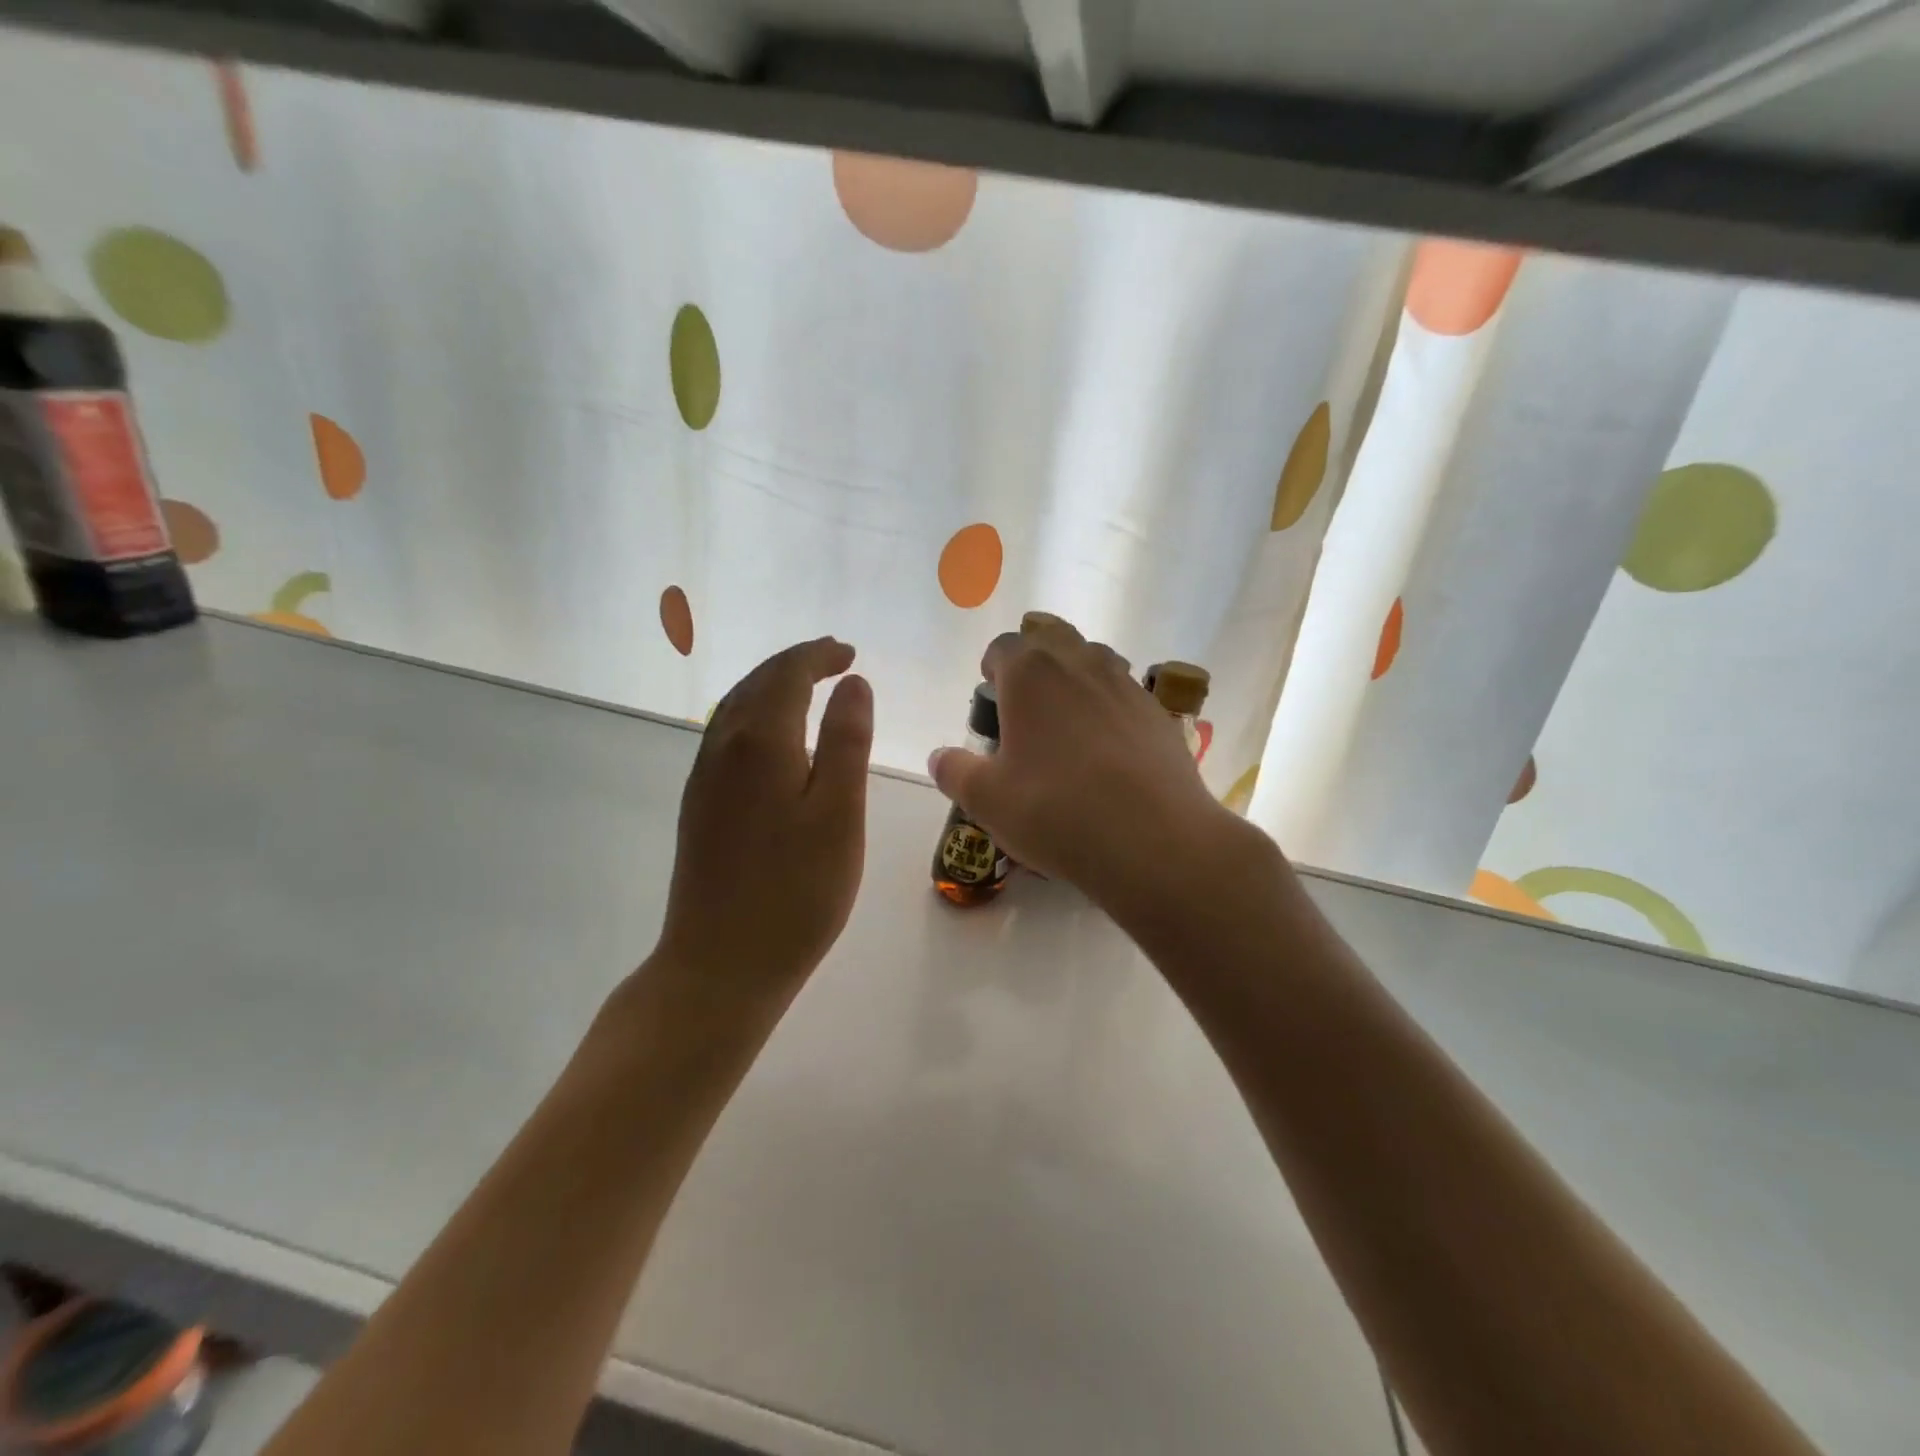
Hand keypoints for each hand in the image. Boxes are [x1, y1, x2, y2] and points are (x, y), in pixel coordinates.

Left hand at [652, 638, 872, 994]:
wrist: (720, 965)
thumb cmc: (796, 891)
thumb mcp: (838, 813)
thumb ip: (845, 741)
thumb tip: (852, 683)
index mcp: (760, 742)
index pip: (786, 674)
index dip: (818, 656)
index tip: (850, 653)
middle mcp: (722, 748)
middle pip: (755, 683)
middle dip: (795, 664)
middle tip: (834, 660)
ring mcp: (703, 779)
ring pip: (735, 708)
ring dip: (771, 686)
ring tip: (807, 687)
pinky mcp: (698, 807)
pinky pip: (726, 737)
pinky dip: (755, 716)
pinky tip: (772, 739)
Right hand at [927, 616, 1245, 913]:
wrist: (1153, 840)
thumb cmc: (1056, 811)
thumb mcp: (986, 800)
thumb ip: (955, 772)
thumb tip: (939, 757)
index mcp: (1031, 674)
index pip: (1004, 646)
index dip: (992, 666)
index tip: (990, 695)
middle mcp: (1081, 664)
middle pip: (1052, 639)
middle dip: (1034, 660)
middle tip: (1025, 703)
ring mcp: (1126, 686)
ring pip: (1095, 661)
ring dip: (1075, 677)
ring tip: (1067, 723)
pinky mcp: (1159, 715)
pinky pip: (1125, 695)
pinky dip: (1110, 708)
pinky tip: (1108, 752)